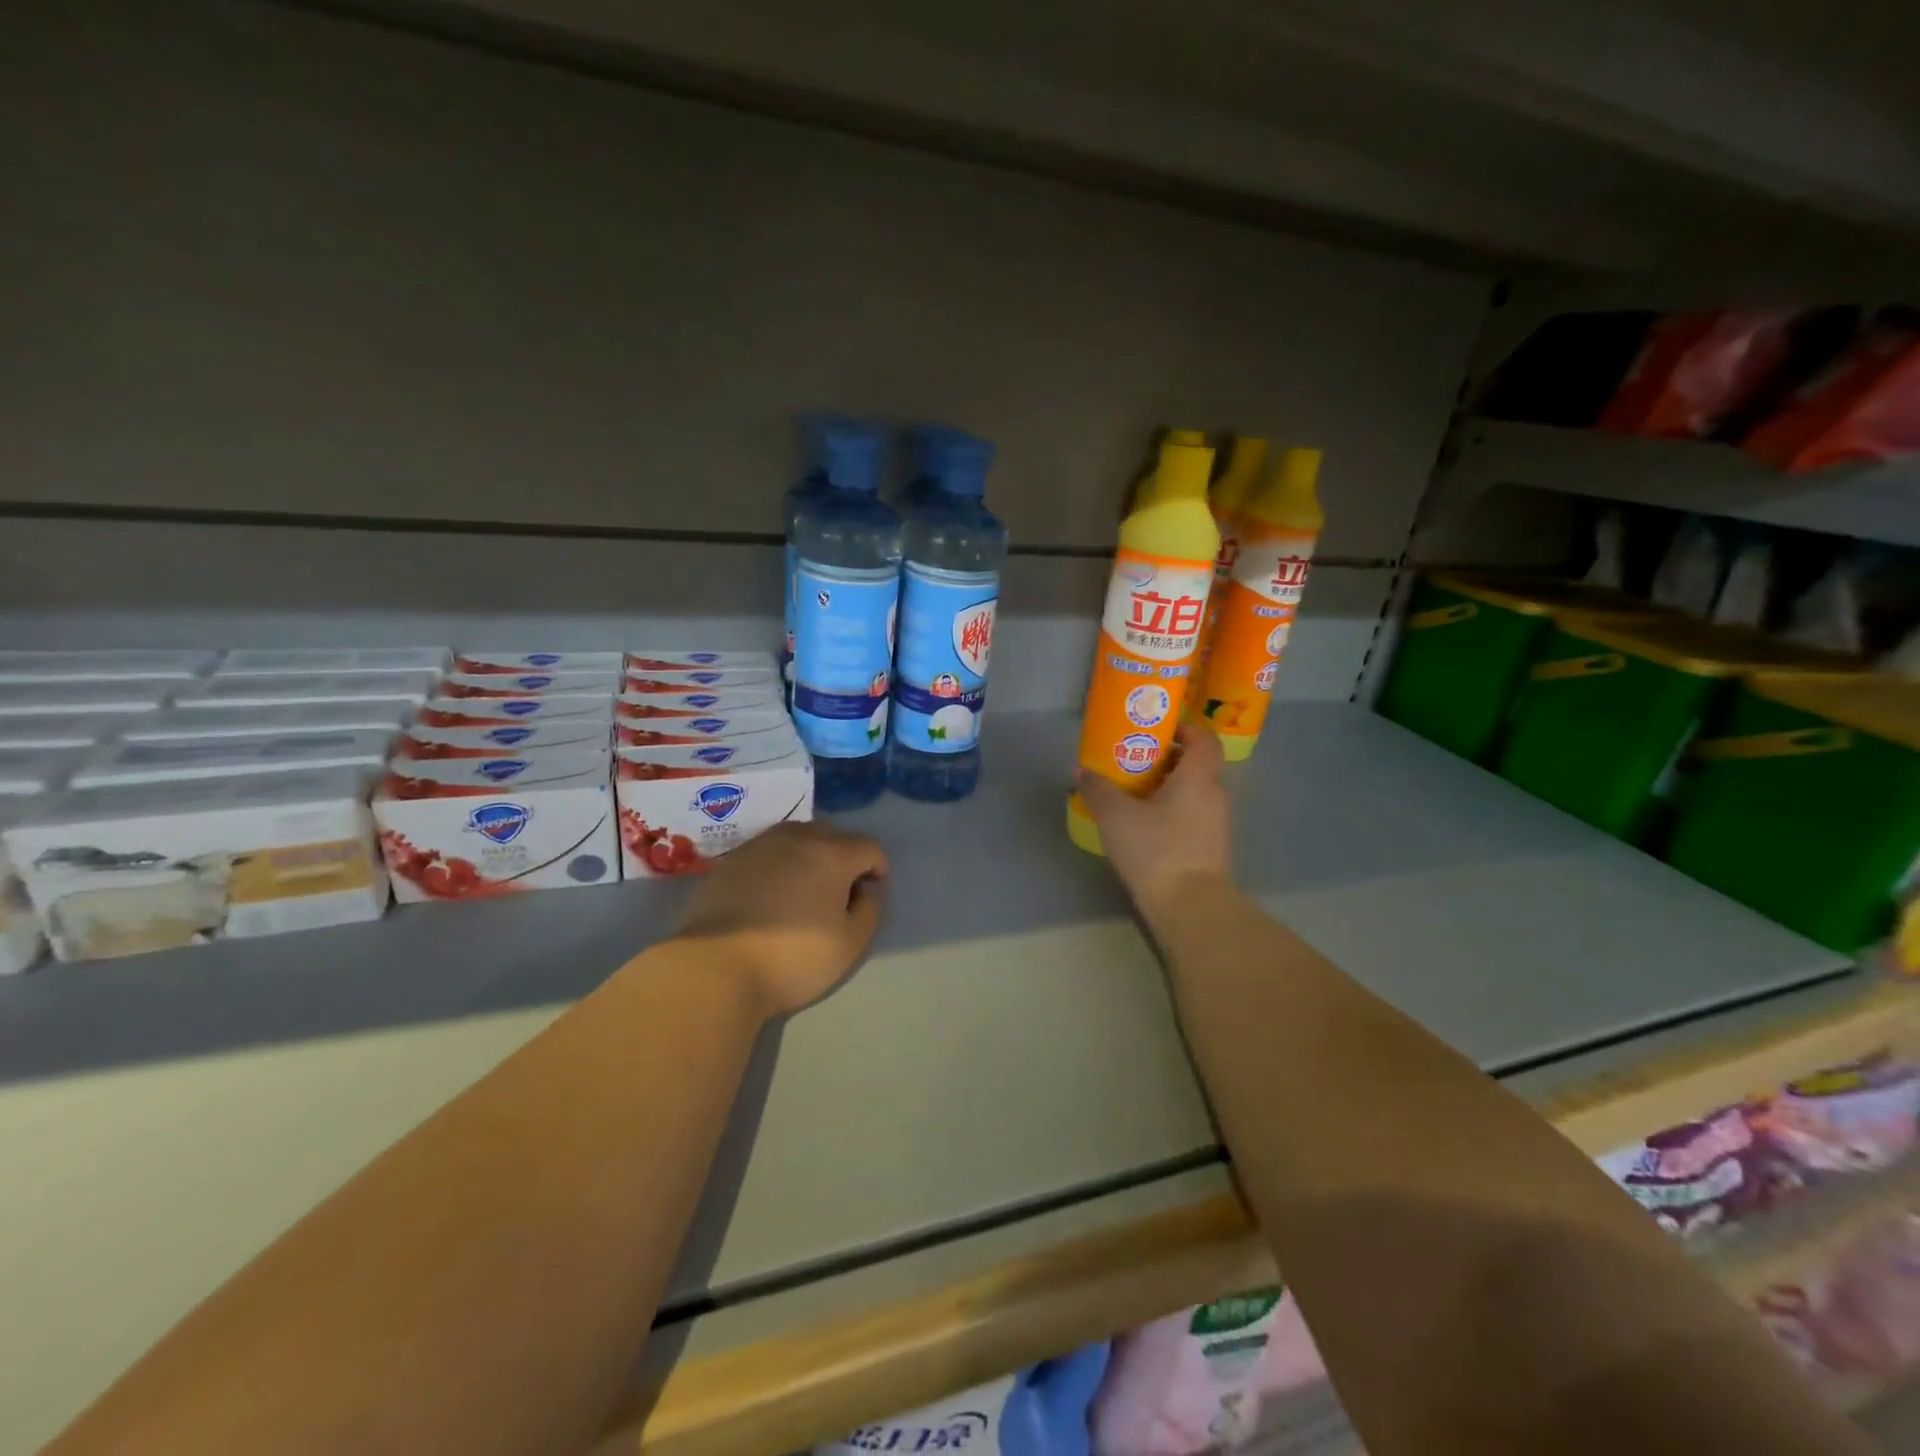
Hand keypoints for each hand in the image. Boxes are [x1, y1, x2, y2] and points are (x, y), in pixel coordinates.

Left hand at [675, 821, 889, 1016]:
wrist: (716, 967)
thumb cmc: (794, 957)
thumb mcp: (850, 944)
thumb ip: (869, 910)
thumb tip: (866, 890)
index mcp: (832, 854)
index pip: (869, 846)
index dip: (877, 867)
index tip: (871, 891)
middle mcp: (798, 838)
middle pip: (832, 835)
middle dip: (843, 856)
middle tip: (838, 890)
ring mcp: (759, 845)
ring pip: (796, 837)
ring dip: (808, 854)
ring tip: (802, 887)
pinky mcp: (730, 860)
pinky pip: (766, 851)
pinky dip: (777, 864)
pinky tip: (769, 894)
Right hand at [1077, 723, 1231, 919]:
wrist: (1190, 906)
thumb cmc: (1156, 849)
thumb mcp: (1116, 816)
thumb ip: (1098, 789)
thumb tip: (1082, 770)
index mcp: (1198, 777)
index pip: (1204, 739)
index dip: (1184, 729)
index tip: (1157, 732)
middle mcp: (1214, 795)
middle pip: (1197, 766)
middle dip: (1167, 761)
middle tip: (1134, 763)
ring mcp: (1216, 824)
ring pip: (1194, 793)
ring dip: (1168, 789)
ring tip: (1133, 796)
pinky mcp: (1210, 849)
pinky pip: (1192, 818)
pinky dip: (1172, 814)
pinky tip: (1144, 827)